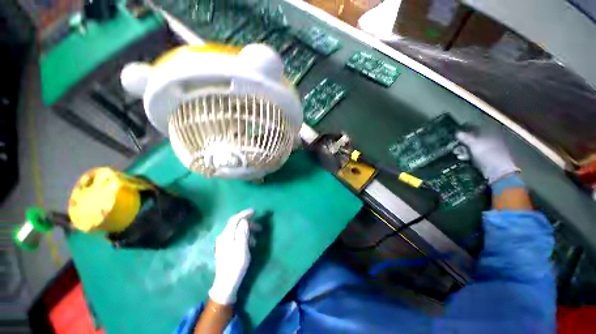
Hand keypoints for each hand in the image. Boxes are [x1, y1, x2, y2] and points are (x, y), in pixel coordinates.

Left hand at [209, 209, 258, 304]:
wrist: (226, 284)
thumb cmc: (236, 265)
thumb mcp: (242, 248)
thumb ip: (243, 232)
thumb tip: (244, 221)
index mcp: (226, 235)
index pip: (235, 219)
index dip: (245, 213)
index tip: (255, 212)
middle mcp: (223, 237)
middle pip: (236, 224)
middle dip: (248, 223)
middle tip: (260, 227)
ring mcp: (223, 243)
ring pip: (237, 231)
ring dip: (247, 231)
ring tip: (255, 240)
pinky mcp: (225, 248)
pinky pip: (236, 237)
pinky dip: (244, 237)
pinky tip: (249, 244)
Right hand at [457, 130, 518, 183]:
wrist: (497, 172)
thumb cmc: (487, 155)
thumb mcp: (474, 145)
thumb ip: (466, 138)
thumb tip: (457, 132)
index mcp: (491, 135)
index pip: (477, 129)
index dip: (467, 130)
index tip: (458, 133)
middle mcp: (490, 141)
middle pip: (474, 139)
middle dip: (463, 142)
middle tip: (455, 144)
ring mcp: (488, 151)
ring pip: (473, 147)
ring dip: (464, 150)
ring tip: (456, 153)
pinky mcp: (485, 159)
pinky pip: (474, 155)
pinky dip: (467, 156)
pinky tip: (461, 157)